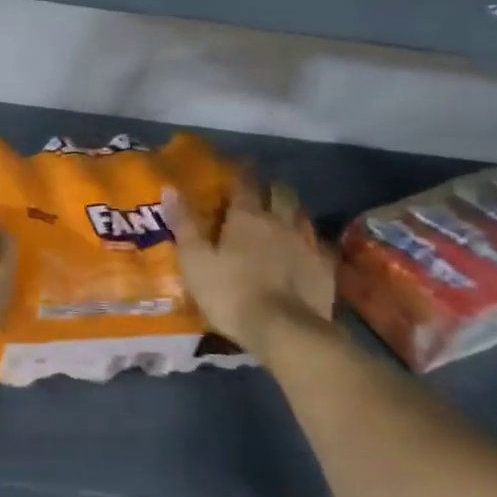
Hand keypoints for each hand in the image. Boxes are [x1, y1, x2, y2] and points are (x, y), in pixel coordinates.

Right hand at [163, 178, 336, 353]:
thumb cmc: (230, 293)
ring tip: (284, 216)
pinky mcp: (326, 268)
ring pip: (303, 215)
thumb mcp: (195, 261)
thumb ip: (184, 224)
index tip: (238, 165)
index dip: (241, 172)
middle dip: (272, 187)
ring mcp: (308, 243)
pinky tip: (308, 250)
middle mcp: (281, 221)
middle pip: (281, 193)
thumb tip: (170, 188)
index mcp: (247, 216)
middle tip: (262, 190)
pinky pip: (320, 245)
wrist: (284, 331)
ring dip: (293, 211)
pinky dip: (312, 242)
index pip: (245, 183)